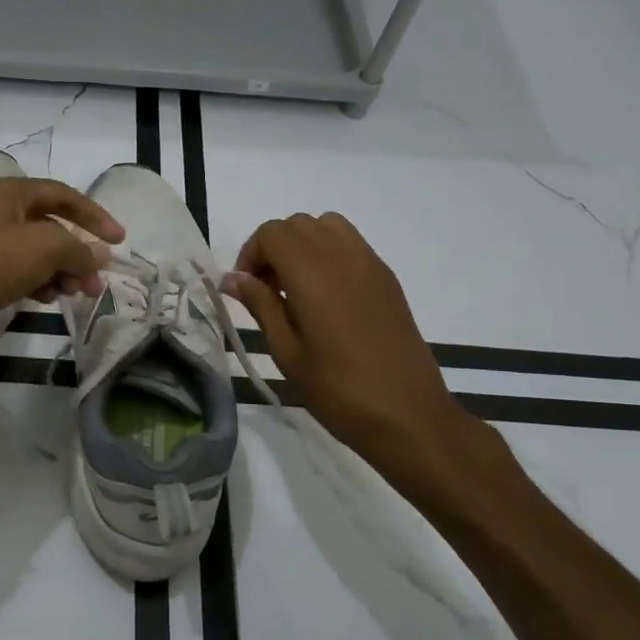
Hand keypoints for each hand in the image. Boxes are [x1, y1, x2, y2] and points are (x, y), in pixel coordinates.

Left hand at [0, 178, 123, 366]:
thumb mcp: (43, 247)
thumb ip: (78, 249)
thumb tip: (99, 257)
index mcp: (7, 193)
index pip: (62, 194)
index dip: (94, 215)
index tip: (119, 241)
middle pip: (50, 227)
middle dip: (77, 253)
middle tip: (96, 281)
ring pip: (36, 254)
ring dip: (61, 271)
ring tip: (78, 294)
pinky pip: (19, 274)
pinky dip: (39, 283)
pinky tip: (49, 299)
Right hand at [223, 213, 496, 501]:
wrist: (408, 415)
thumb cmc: (338, 390)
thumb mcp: (287, 352)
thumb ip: (260, 305)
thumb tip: (231, 279)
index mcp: (313, 274)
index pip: (272, 233)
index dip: (250, 254)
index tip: (246, 289)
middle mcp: (343, 257)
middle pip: (297, 224)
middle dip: (273, 248)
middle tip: (266, 290)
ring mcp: (370, 264)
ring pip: (326, 226)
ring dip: (302, 245)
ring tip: (295, 287)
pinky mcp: (387, 278)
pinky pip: (351, 245)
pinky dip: (328, 254)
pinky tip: (325, 297)